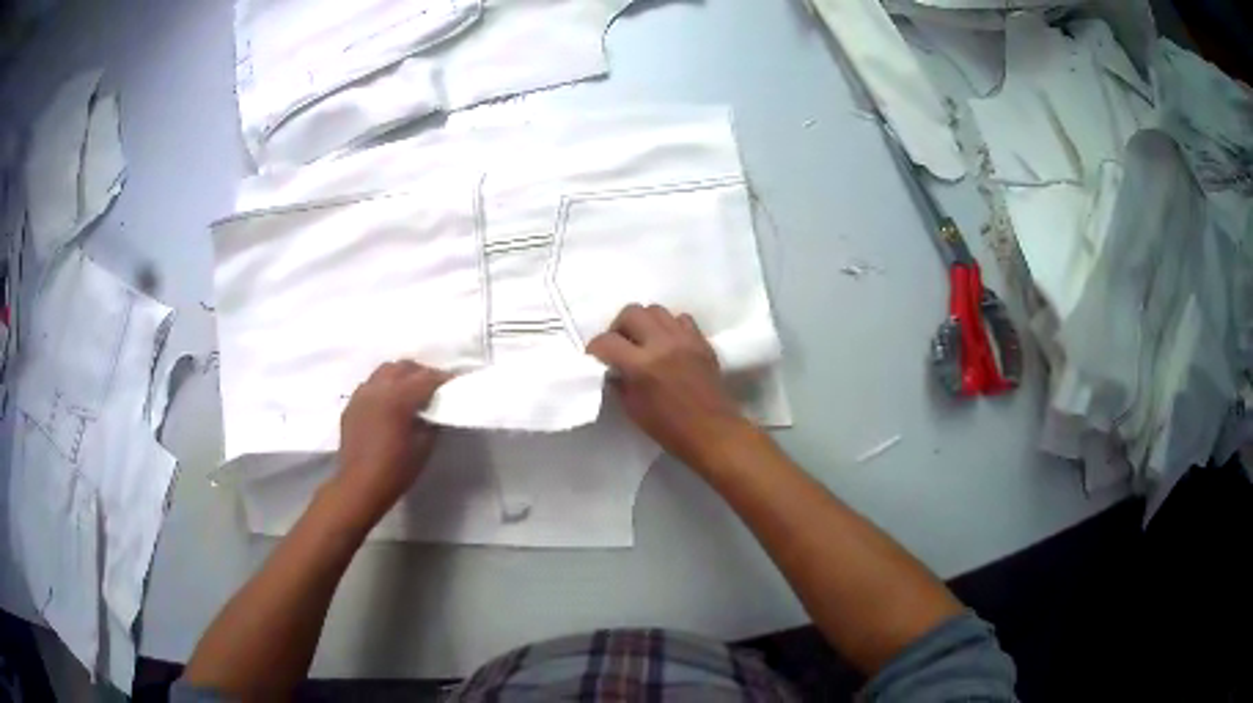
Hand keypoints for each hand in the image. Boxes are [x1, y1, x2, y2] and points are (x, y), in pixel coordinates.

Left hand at [332, 361, 450, 526]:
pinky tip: (388, 405)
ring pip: (384, 371)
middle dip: (421, 373)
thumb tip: (433, 411)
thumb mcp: (423, 447)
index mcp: (398, 398)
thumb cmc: (396, 470)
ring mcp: (361, 394)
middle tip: (433, 387)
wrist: (359, 486)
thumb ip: (431, 422)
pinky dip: (383, 387)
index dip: (443, 379)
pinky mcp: (351, 405)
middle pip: (403, 367)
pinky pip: (370, 385)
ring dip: (400, 376)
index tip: (455, 383)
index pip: (426, 378)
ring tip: (410, 392)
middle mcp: (378, 388)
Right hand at [587, 304, 752, 471]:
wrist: (712, 432)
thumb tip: (612, 368)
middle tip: (619, 344)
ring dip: (644, 322)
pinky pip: (681, 319)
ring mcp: (685, 339)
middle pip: (631, 312)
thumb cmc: (669, 428)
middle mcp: (662, 344)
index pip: (607, 341)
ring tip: (643, 341)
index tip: (595, 357)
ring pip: (656, 310)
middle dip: (618, 327)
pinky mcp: (701, 341)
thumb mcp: (633, 409)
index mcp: (642, 366)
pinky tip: (667, 343)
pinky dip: (669, 326)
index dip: (595, 348)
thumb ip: (619, 382)